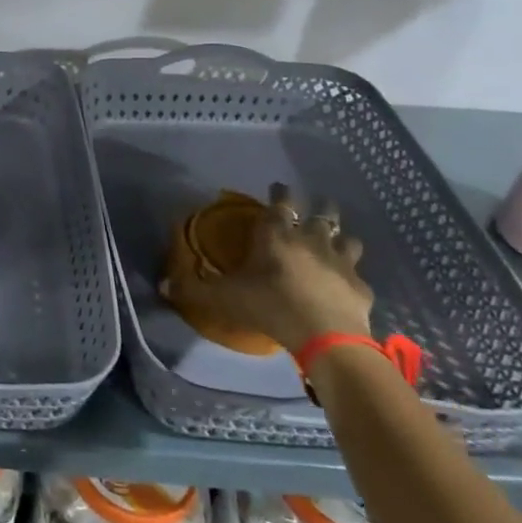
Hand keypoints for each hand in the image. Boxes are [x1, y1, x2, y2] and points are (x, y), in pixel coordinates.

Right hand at [184, 183, 373, 353]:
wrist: (324, 335)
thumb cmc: (268, 305)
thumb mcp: (222, 298)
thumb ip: (193, 289)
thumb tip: (161, 285)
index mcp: (277, 235)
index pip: (280, 202)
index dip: (280, 192)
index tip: (278, 186)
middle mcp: (311, 240)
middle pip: (322, 213)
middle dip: (319, 206)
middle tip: (315, 207)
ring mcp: (341, 262)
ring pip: (348, 239)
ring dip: (342, 238)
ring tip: (337, 241)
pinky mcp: (360, 287)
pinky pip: (358, 277)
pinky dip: (352, 279)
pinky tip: (347, 287)